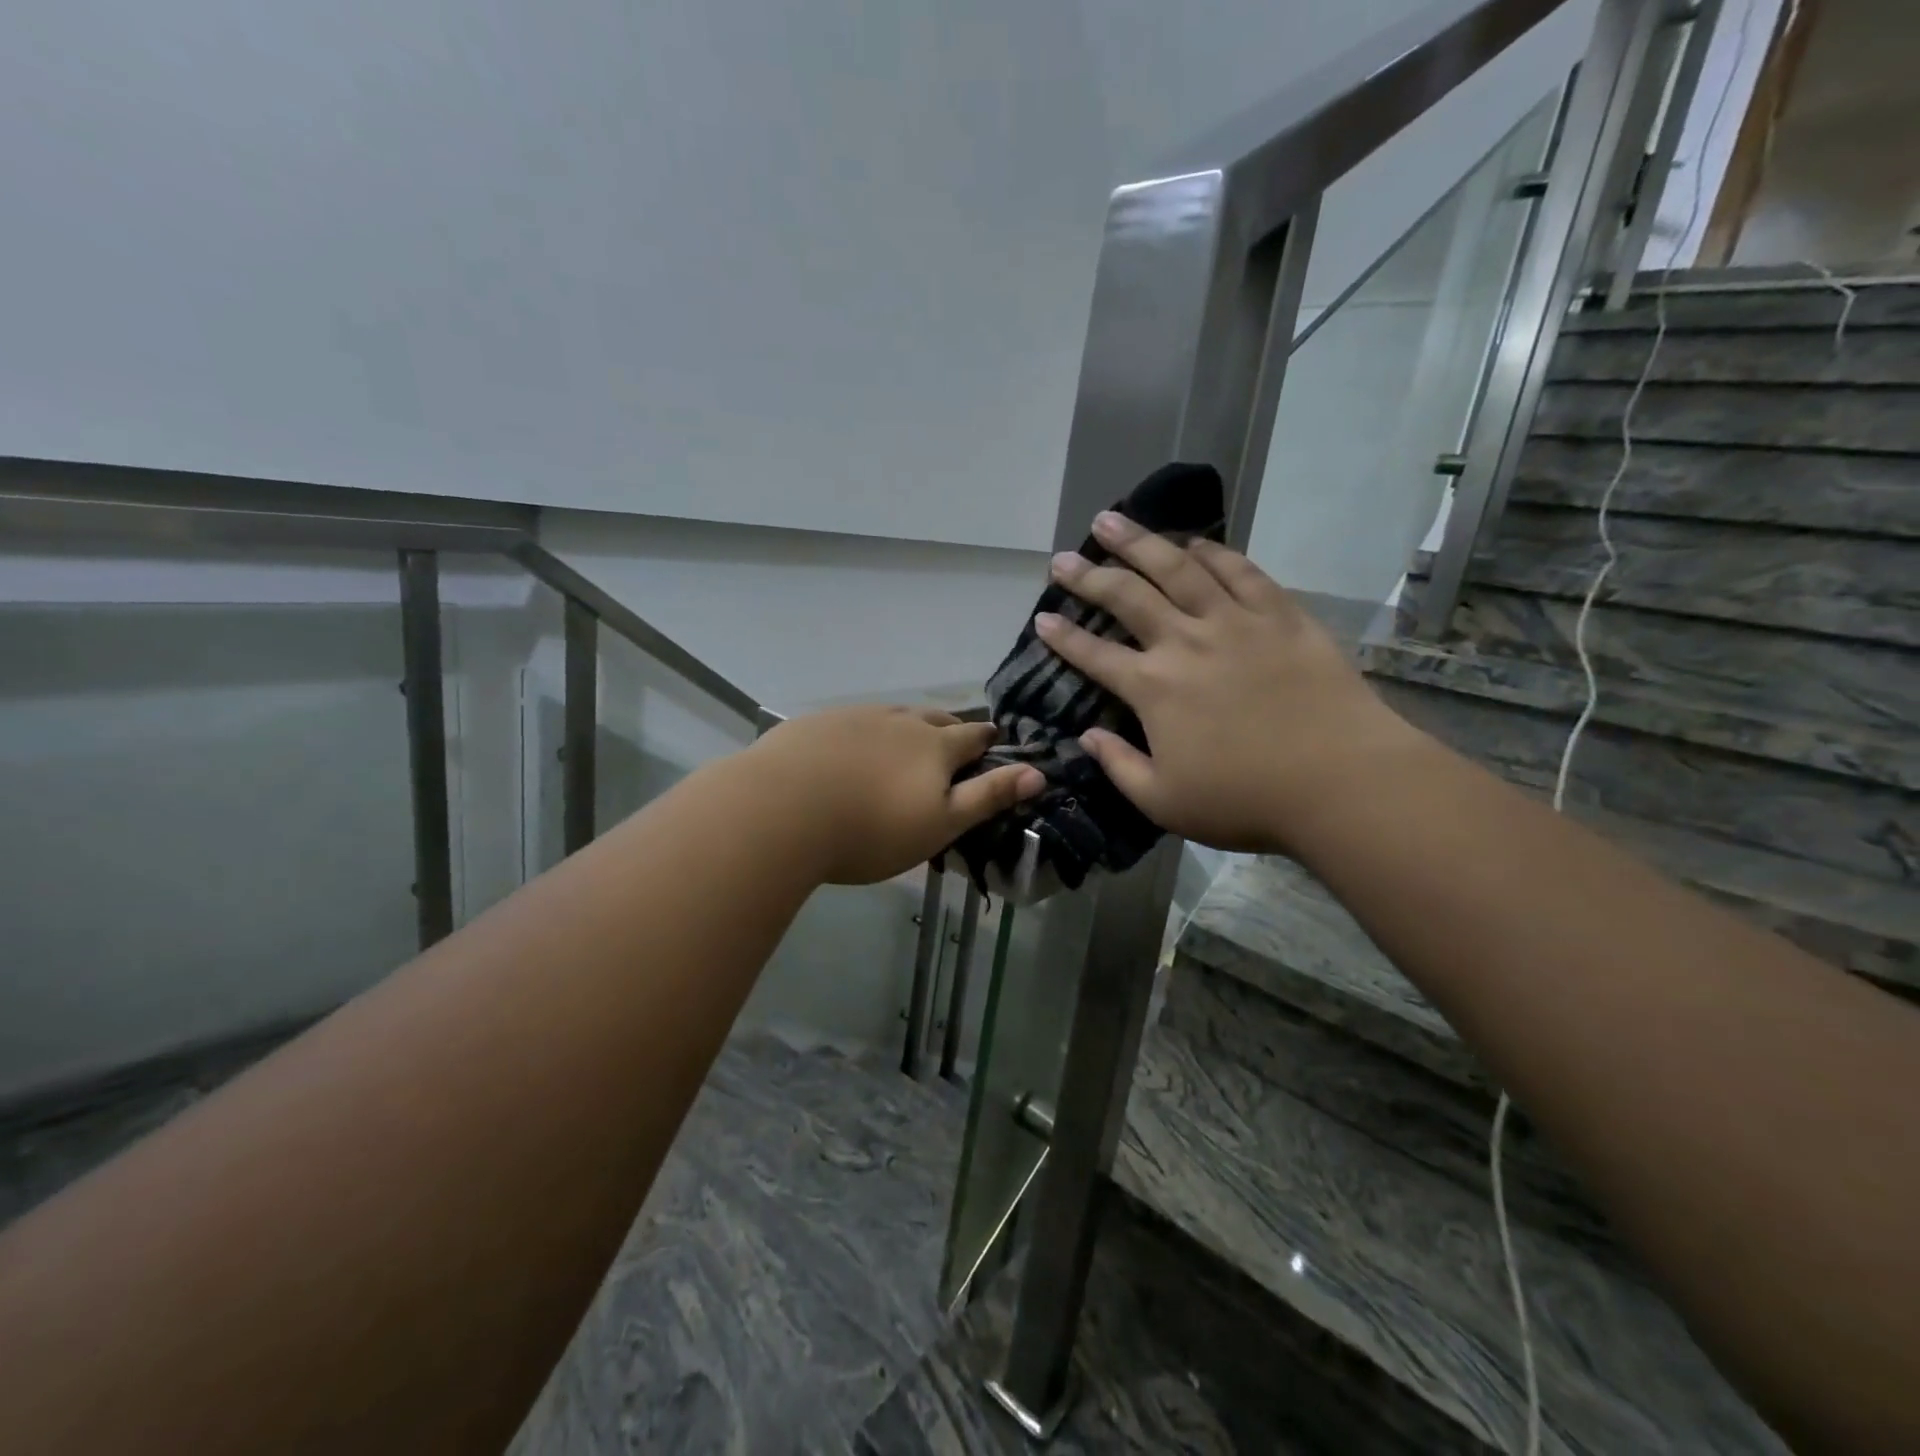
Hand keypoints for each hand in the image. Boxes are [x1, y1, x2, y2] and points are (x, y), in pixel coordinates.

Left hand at [742, 706, 1043, 885]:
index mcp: (934, 746)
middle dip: (951, 729)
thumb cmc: (870, 829)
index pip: (973, 737)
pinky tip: (853, 746)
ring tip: (909, 740)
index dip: (988, 741)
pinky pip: (855, 720)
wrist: (781, 810)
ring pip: (895, 715)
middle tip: (954, 742)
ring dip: (910, 726)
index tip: (994, 742)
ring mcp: (856, 717)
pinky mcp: (818, 722)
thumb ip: (988, 797)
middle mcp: (900, 721)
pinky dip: (866, 731)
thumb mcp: (939, 824)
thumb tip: (1038, 774)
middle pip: (935, 718)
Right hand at [1037, 513, 1428, 854]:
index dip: (1063, 637)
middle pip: (1127, 596)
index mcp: (1153, 689)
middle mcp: (1186, 642)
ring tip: (1113, 520)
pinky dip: (1214, 552)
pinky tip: (1195, 543)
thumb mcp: (1164, 802)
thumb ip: (1118, 766)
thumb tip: (1086, 736)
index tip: (1042, 618)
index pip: (1094, 655)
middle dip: (1089, 575)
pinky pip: (1241, 571)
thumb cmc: (1245, 801)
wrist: (1340, 782)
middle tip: (1063, 558)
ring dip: (1140, 542)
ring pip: (1178, 568)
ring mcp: (1235, 622)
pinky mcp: (1281, 615)